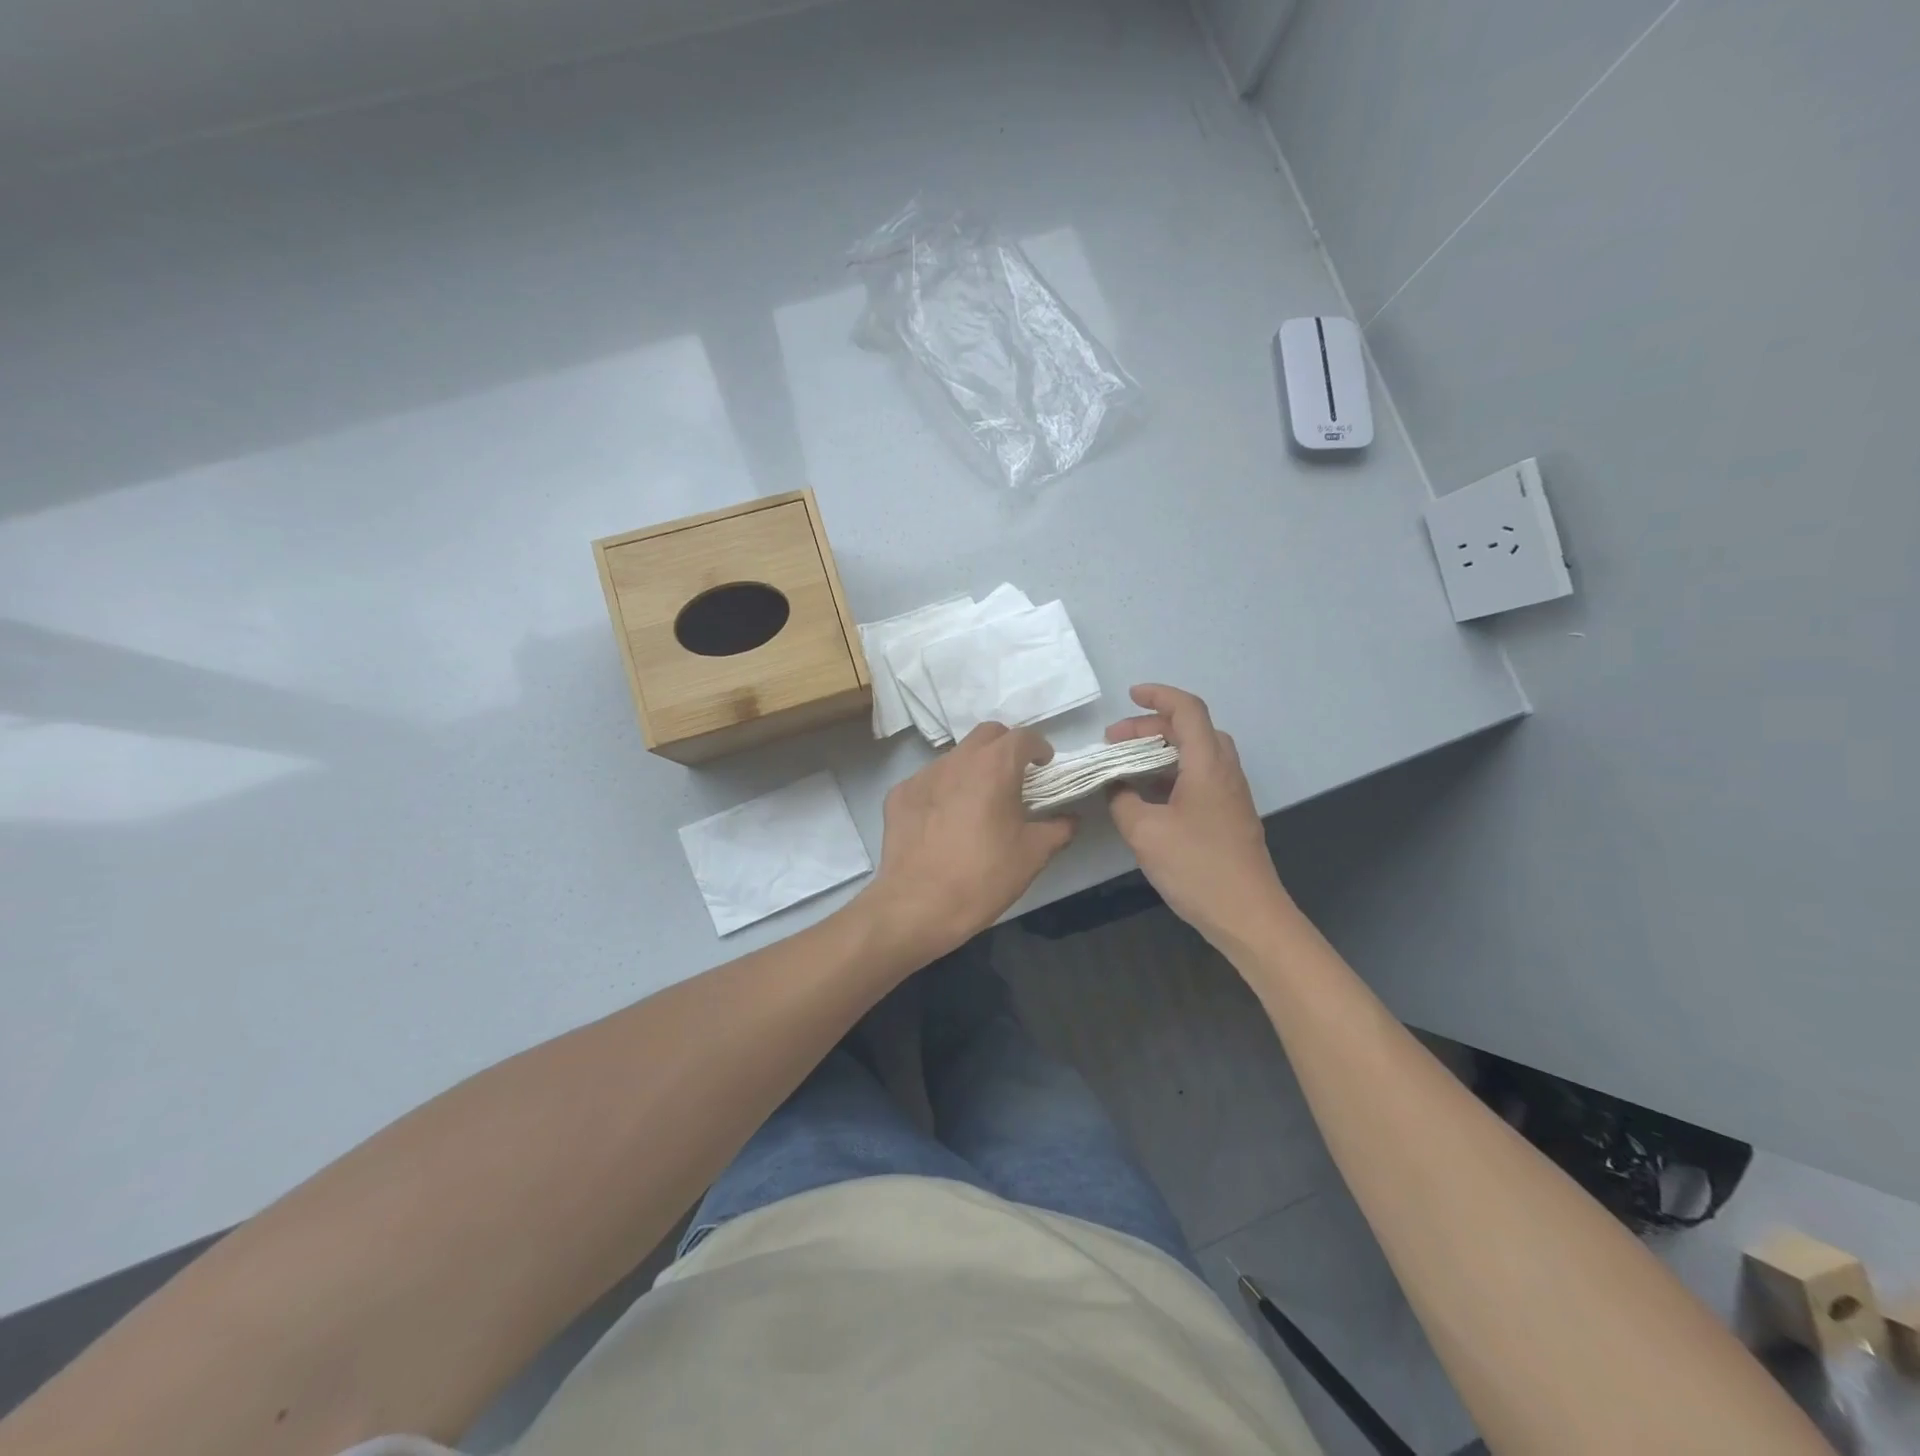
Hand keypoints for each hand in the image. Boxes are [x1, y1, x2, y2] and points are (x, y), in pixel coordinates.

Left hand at [862, 723, 1076, 961]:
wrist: (917, 905)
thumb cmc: (983, 877)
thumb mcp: (1033, 855)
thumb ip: (1058, 829)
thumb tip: (1069, 819)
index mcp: (994, 766)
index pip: (1023, 737)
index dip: (1039, 748)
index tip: (1045, 766)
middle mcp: (957, 760)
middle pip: (987, 735)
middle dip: (1006, 747)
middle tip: (1015, 776)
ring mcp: (923, 775)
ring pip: (955, 757)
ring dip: (973, 768)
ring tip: (978, 802)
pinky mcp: (899, 794)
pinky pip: (928, 781)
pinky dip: (943, 790)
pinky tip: (944, 821)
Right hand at [1106, 684, 1290, 946]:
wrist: (1248, 915)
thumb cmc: (1198, 868)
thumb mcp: (1145, 833)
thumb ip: (1122, 801)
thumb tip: (1115, 786)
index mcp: (1208, 765)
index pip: (1187, 710)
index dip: (1159, 695)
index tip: (1129, 697)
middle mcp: (1224, 771)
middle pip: (1191, 729)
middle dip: (1151, 726)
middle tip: (1115, 741)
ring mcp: (1230, 794)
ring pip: (1197, 753)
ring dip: (1161, 750)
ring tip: (1127, 765)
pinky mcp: (1229, 815)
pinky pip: (1199, 777)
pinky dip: (1171, 773)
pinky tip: (1147, 796)